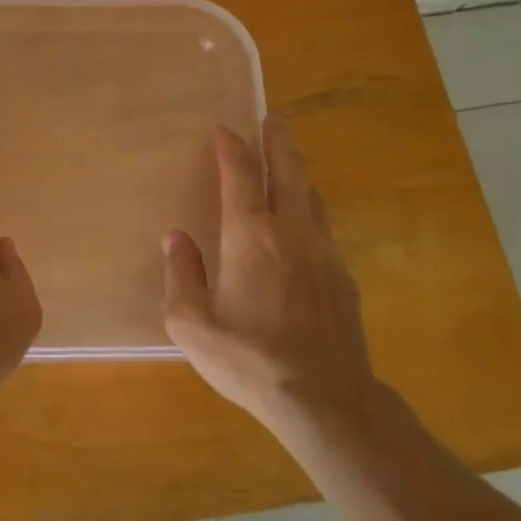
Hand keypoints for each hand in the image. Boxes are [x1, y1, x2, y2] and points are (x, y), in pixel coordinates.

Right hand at [163, 116, 379, 440]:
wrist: (326, 400)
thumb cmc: (249, 359)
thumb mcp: (192, 324)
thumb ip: (180, 275)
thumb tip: (176, 239)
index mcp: (250, 235)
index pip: (240, 175)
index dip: (231, 147)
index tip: (224, 129)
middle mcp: (291, 232)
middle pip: (288, 170)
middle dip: (278, 141)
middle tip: (272, 120)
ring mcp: (324, 253)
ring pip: (311, 197)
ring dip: (297, 174)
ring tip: (287, 166)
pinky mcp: (344, 278)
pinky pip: (323, 229)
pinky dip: (309, 212)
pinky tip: (303, 228)